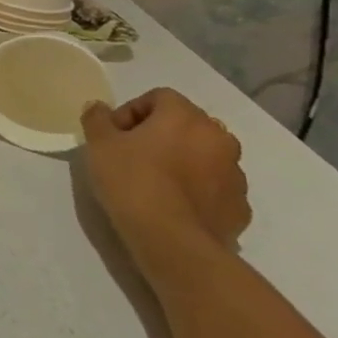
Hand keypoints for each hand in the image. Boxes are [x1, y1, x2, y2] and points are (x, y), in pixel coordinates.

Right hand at [80, 88, 249, 277]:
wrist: (172, 240)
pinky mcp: (239, 206)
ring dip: (181, 160)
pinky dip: (196, 189)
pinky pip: (214, 187)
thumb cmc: (132, 180)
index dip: (131, 111)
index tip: (114, 134)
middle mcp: (219, 139)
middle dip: (159, 134)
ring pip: (204, 156)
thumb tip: (99, 108)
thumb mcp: (99, 144)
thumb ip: (97, 119)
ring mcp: (235, 174)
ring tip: (152, 182)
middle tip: (131, 154)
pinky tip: (171, 205)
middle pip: (186, 124)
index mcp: (186, 117)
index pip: (159, 97)